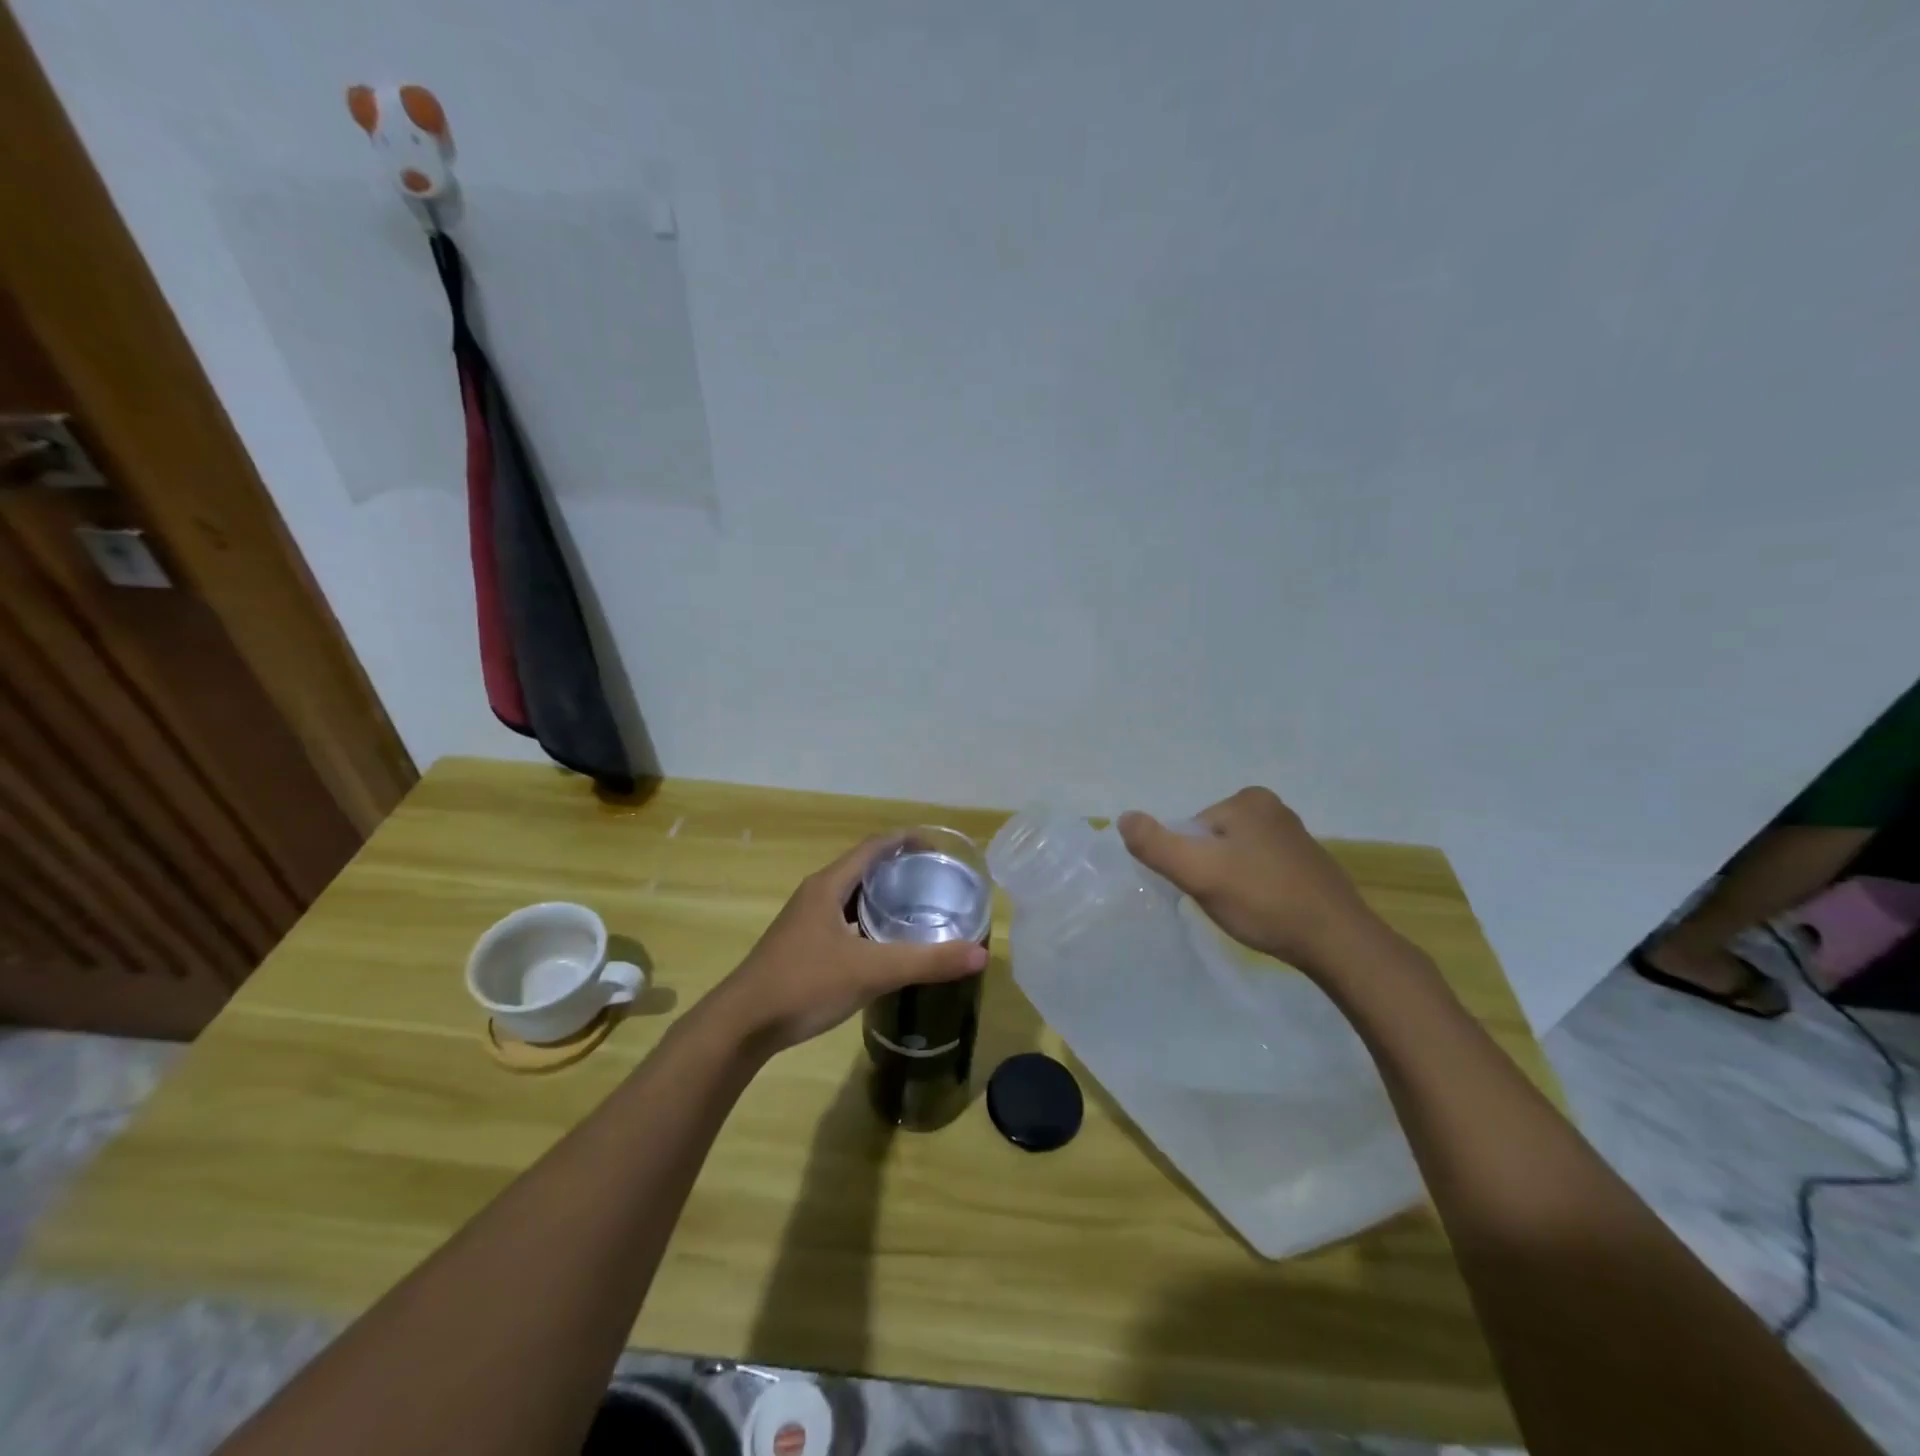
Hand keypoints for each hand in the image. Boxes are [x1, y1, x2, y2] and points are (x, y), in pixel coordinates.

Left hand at [716, 835, 987, 1052]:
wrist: (742, 1025)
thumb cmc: (804, 984)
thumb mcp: (871, 971)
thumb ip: (927, 961)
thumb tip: (981, 953)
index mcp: (829, 885)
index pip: (874, 846)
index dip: (907, 840)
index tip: (939, 847)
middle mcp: (816, 894)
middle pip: (864, 868)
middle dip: (900, 869)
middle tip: (936, 882)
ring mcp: (806, 920)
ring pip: (852, 897)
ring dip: (883, 897)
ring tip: (919, 909)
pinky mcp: (802, 945)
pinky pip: (844, 921)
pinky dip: (869, 923)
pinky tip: (886, 945)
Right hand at [1118, 787, 1386, 977]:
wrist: (1338, 942)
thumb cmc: (1263, 900)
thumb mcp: (1198, 872)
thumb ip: (1155, 844)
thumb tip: (1123, 817)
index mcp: (1248, 799)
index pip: (1193, 830)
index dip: (1190, 863)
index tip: (1206, 888)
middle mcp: (1273, 808)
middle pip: (1213, 842)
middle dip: (1211, 871)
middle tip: (1226, 902)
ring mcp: (1295, 836)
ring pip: (1237, 858)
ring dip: (1233, 883)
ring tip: (1247, 910)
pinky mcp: (1310, 864)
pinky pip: (1263, 871)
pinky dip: (1257, 890)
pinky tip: (1267, 912)